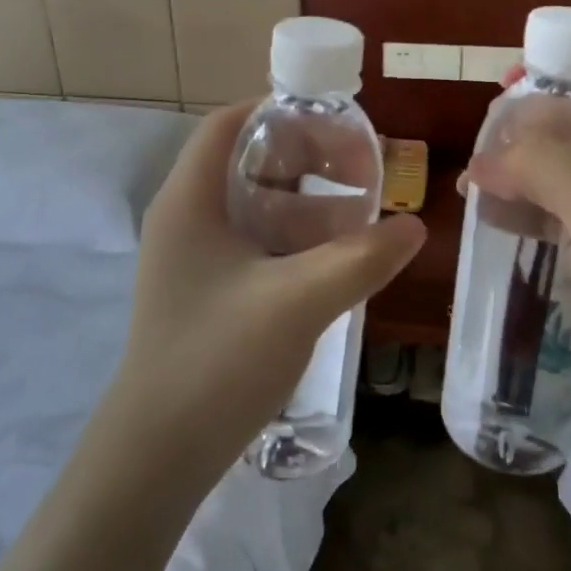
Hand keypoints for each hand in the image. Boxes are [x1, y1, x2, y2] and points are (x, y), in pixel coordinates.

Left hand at [113, 104, 426, 478]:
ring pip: (255, 204)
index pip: (230, 124)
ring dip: (306, 203)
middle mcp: (186, 217)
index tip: (336, 124)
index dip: (281, 112)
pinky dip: (294, 238)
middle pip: (247, 160)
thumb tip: (414, 226)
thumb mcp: (298, 302)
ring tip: (359, 218)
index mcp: (191, 200)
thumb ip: (360, 259)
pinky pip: (254, 242)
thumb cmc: (217, 362)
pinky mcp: (205, 290)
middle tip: (360, 171)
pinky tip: (333, 262)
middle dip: (306, 158)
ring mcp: (193, 257)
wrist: (156, 457)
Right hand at [464, 53, 570, 399]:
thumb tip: (483, 159)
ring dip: (514, 166)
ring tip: (473, 186)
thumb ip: (542, 165)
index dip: (560, 61)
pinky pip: (553, 200)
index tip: (509, 83)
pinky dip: (521, 201)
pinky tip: (488, 213)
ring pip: (557, 158)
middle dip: (524, 127)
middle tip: (485, 152)